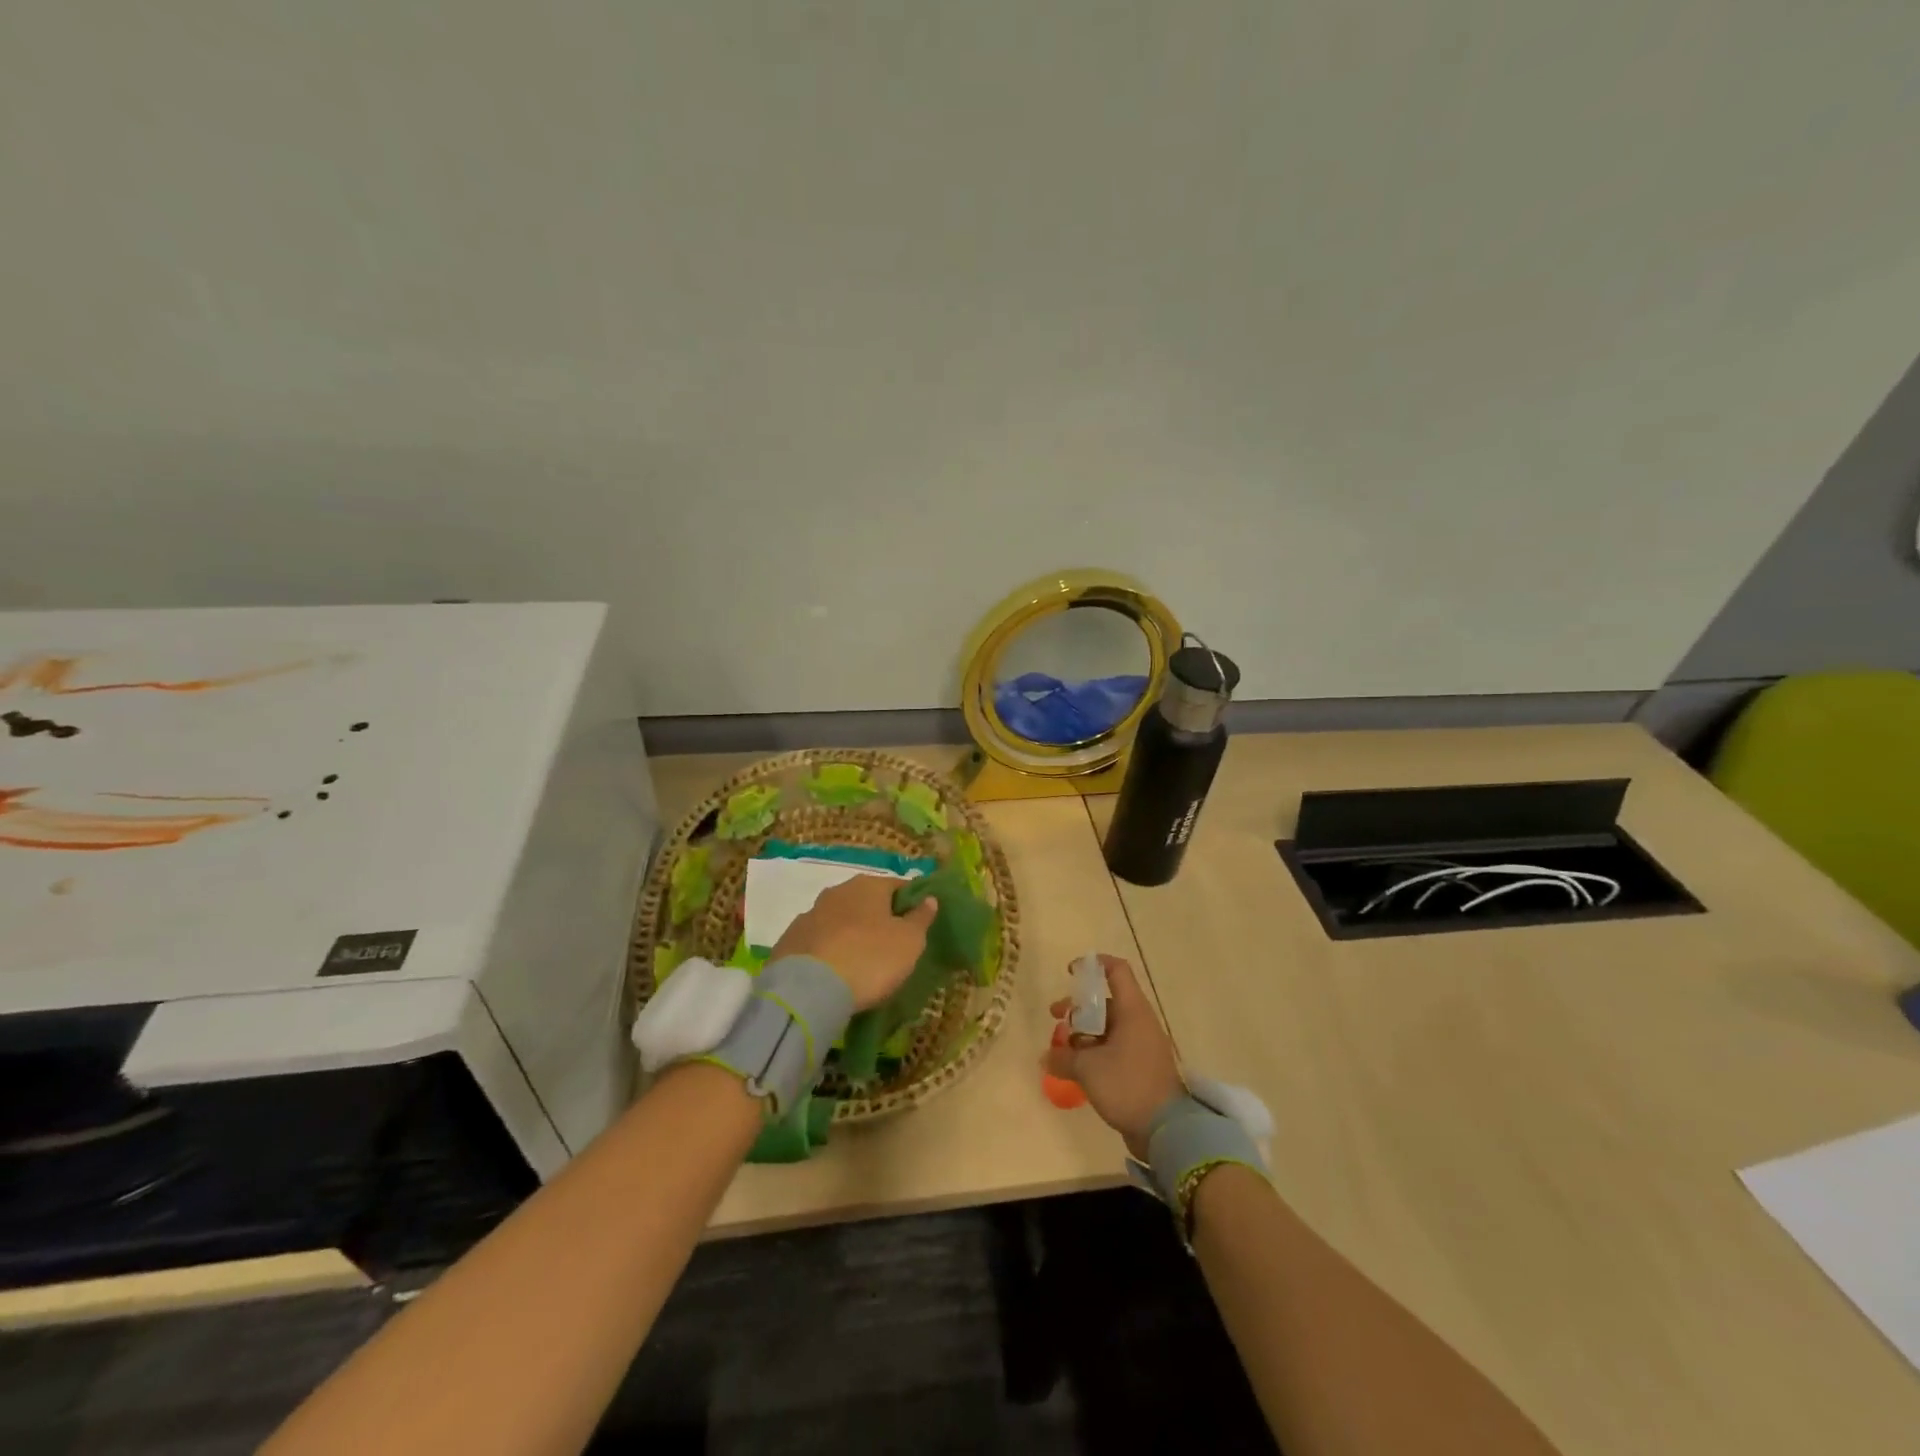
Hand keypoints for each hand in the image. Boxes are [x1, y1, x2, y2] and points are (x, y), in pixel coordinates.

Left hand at [771, 874, 937, 1010]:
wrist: (808, 989)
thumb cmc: (870, 959)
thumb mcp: (909, 942)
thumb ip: (920, 918)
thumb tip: (929, 898)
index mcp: (868, 886)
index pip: (897, 886)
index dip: (909, 903)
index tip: (916, 924)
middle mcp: (837, 892)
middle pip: (865, 901)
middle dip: (876, 918)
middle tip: (889, 945)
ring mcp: (809, 915)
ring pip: (838, 920)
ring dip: (849, 934)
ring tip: (859, 962)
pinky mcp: (788, 940)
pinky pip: (817, 942)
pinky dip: (827, 951)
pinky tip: (833, 972)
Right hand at [1046, 954, 1182, 1159]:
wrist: (1166, 1130)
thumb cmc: (1128, 1085)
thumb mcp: (1088, 1069)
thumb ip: (1063, 1058)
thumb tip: (1045, 1057)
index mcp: (1132, 1011)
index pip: (1116, 971)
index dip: (1093, 965)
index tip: (1071, 972)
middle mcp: (1139, 1022)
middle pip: (1105, 1001)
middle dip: (1077, 1008)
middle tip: (1055, 1017)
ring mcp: (1141, 1045)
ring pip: (1107, 1027)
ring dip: (1083, 1033)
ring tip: (1062, 1049)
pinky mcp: (1140, 1067)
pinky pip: (1113, 1048)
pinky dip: (1094, 1051)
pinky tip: (1076, 1068)